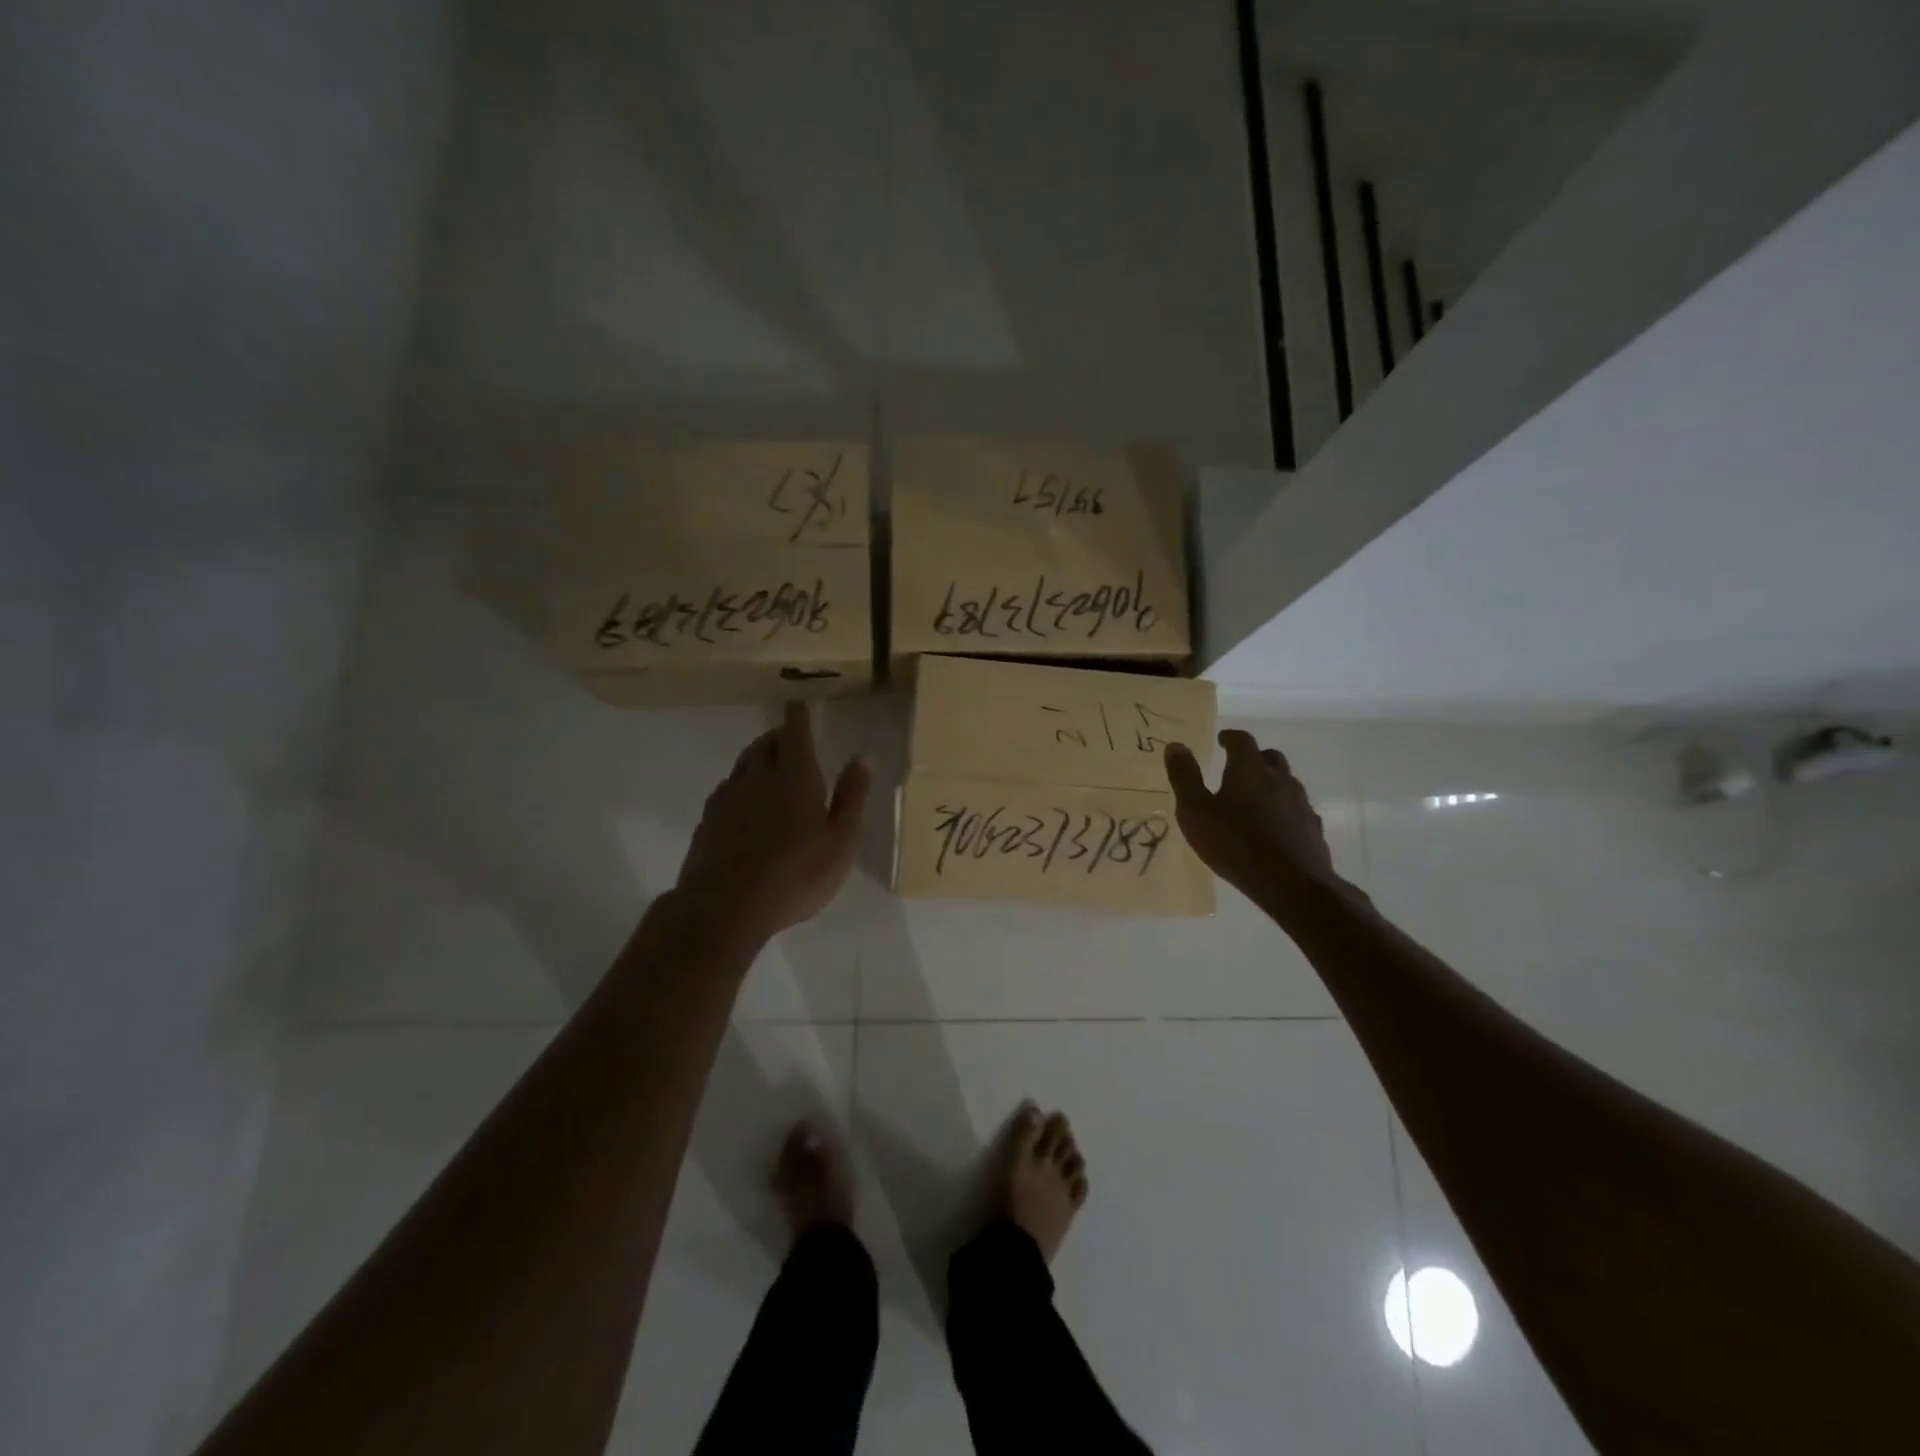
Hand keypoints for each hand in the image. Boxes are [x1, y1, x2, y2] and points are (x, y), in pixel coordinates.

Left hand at [677, 703, 871, 941]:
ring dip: (759, 757)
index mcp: (796, 777)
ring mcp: (728, 797)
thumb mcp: (841, 841)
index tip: (798, 703)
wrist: (724, 907)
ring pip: (744, 764)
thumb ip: (851, 797)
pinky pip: (728, 788)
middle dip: (779, 735)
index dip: (798, 715)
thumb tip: (863, 758)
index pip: (795, 733)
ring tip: (771, 765)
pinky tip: (747, 803)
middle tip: (791, 737)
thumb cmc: (796, 875)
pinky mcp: (709, 820)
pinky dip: (742, 784)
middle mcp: (758, 777)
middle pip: (766, 744)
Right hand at [1164, 730, 1340, 901]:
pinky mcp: (1312, 827)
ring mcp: (1300, 803)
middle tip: (1237, 767)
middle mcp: (1279, 779)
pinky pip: (1297, 809)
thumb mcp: (1195, 812)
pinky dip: (1284, 809)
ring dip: (1270, 783)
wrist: (1291, 883)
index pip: (1242, 741)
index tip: (1221, 740)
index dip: (1230, 737)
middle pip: (1270, 757)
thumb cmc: (1234, 844)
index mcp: (1249, 770)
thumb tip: (1175, 745)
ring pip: (1286, 782)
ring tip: (1254, 799)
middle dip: (1254, 757)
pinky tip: (1274, 826)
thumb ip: (1184, 777)